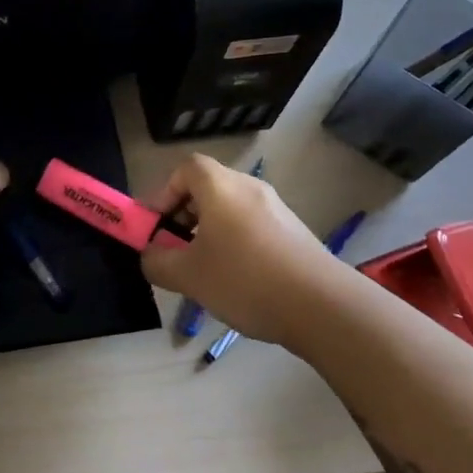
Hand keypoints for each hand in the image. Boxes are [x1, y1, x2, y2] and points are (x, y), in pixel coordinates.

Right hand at [140, 155, 328, 345]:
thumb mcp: (188, 276)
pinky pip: (252, 226)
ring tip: (203, 270)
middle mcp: (249, 188)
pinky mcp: (294, 232)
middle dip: (183, 215)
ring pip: (230, 210)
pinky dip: (235, 242)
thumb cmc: (244, 279)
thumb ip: (157, 262)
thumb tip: (150, 256)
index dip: (164, 192)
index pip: (185, 168)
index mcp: (220, 187)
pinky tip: (237, 280)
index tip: (155, 225)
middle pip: (207, 188)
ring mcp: (277, 209)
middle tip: (174, 249)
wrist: (322, 305)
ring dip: (209, 232)